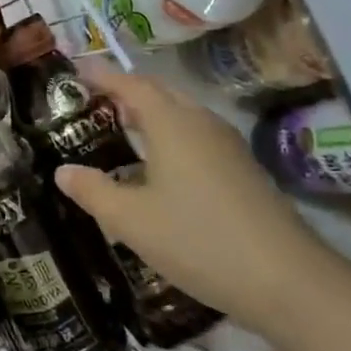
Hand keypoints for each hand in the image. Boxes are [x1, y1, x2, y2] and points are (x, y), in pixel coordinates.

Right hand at [52, 61, 331, 334]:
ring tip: (121, 128)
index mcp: (171, 123)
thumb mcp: (131, 220)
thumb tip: (63, 171)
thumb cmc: (198, 240)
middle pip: (160, 92)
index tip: (76, 69)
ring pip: (182, 114)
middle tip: (94, 100)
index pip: (131, 84)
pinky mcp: (243, 170)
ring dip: (150, 113)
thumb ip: (93, 191)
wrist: (287, 281)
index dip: (102, 75)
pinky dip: (170, 135)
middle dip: (126, 90)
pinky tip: (160, 167)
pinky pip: (196, 135)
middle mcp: (201, 123)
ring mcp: (228, 146)